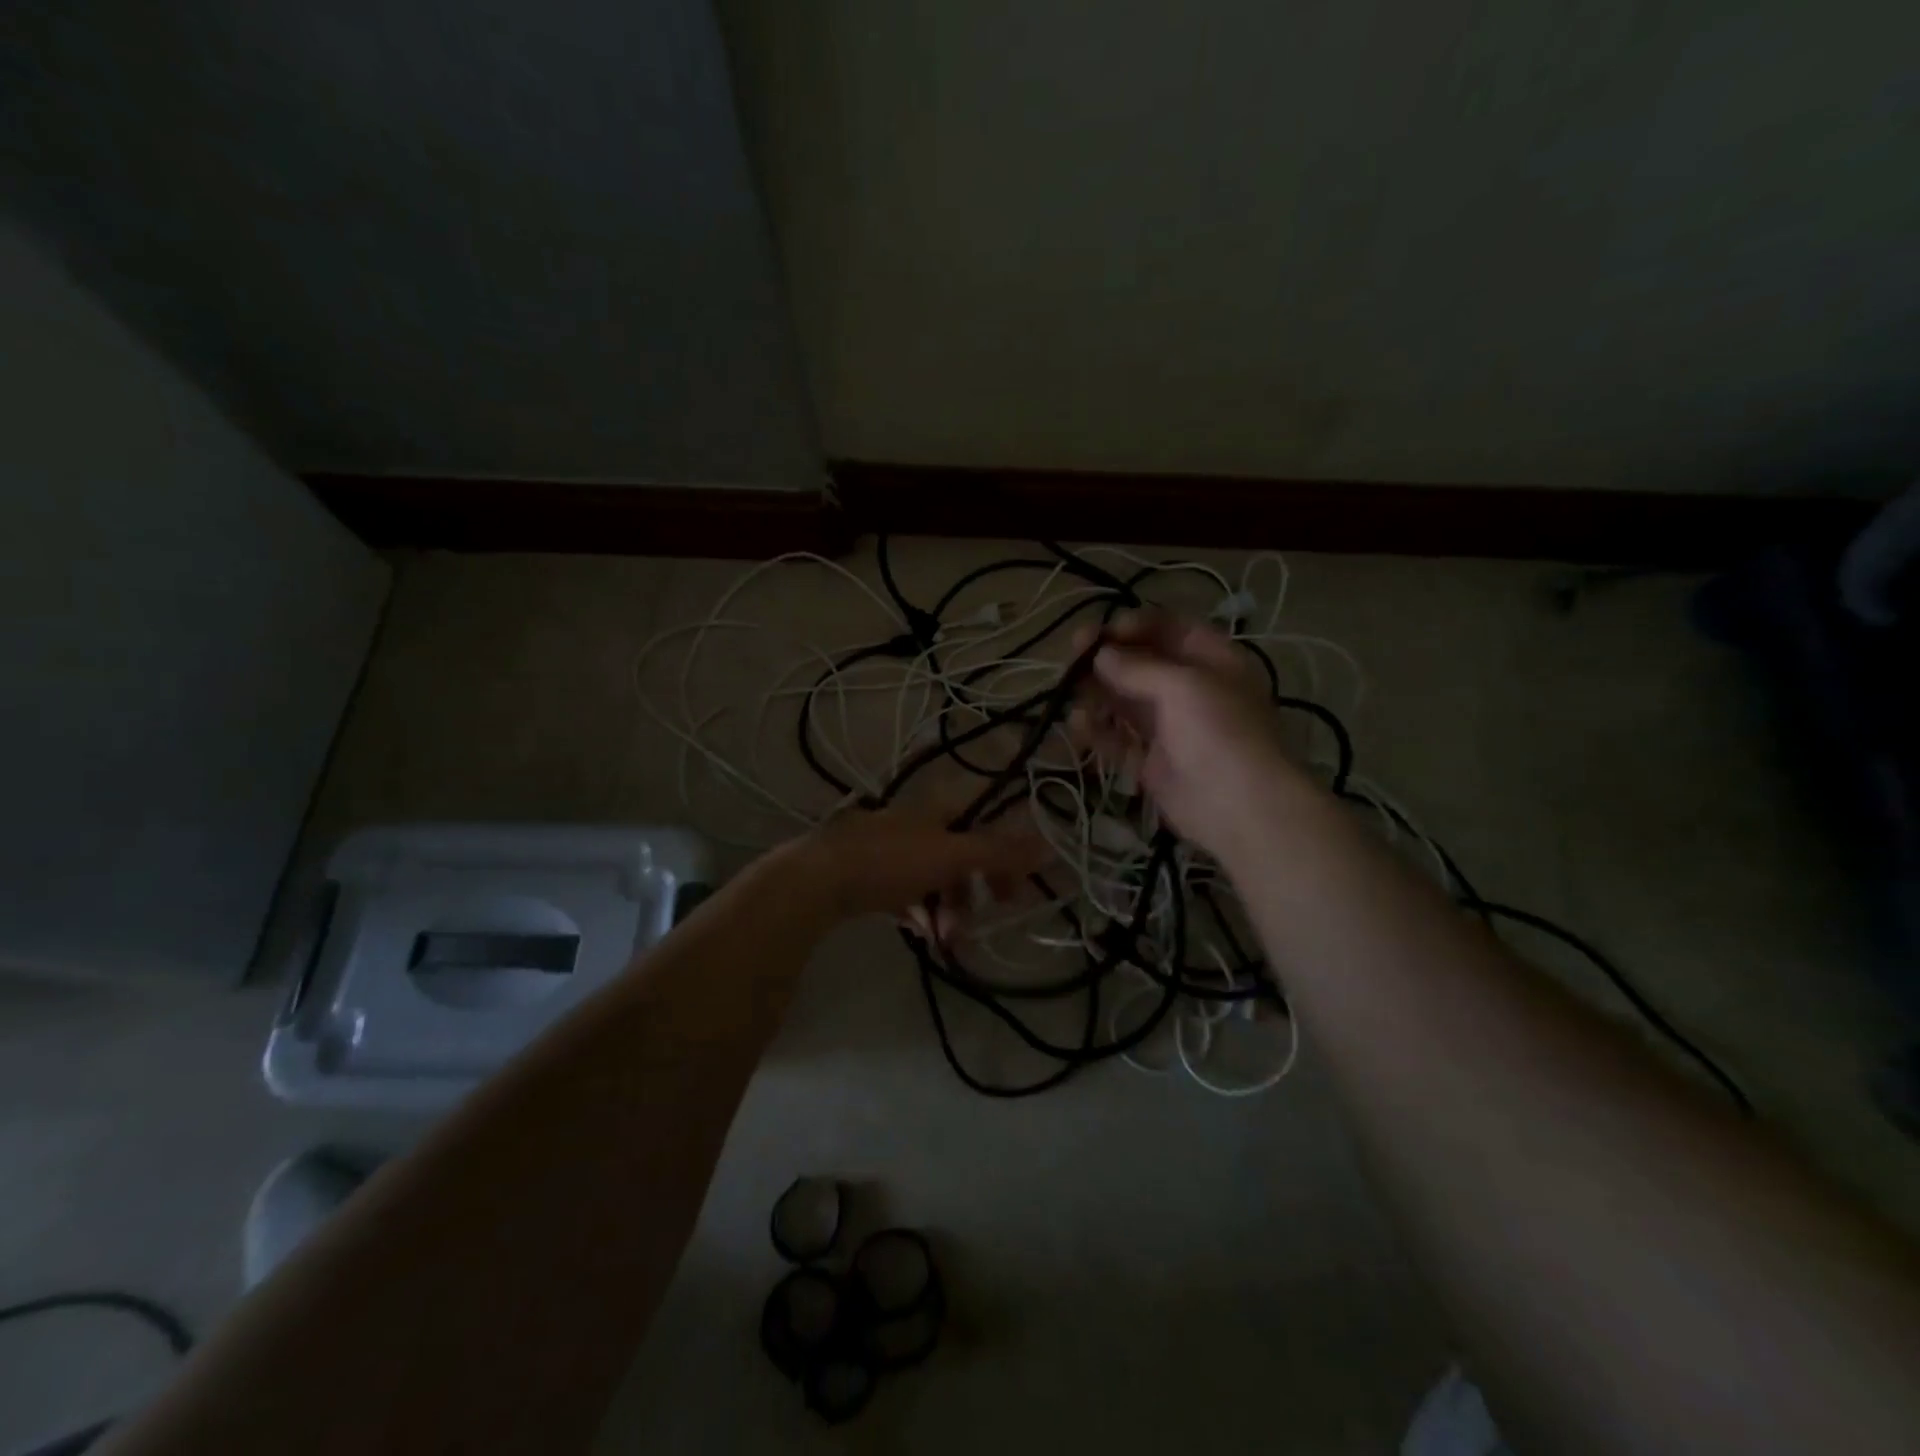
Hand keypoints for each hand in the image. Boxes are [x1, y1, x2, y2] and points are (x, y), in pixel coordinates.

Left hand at [800, 789, 1049, 933]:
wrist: (816, 880)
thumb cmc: (890, 861)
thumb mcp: (951, 856)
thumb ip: (999, 852)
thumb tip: (1050, 844)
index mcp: (937, 808)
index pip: (986, 824)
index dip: (1005, 856)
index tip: (1015, 890)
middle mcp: (915, 821)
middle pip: (960, 853)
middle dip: (974, 890)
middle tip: (983, 920)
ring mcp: (889, 846)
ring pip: (932, 876)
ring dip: (947, 907)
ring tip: (946, 938)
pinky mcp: (867, 871)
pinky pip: (905, 890)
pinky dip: (918, 910)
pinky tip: (921, 932)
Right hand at [1072, 609, 1304, 859]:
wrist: (1239, 808)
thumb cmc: (1219, 732)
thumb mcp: (1183, 686)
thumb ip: (1137, 667)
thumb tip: (1100, 654)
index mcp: (1212, 661)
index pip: (1170, 629)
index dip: (1135, 625)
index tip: (1102, 631)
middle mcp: (1190, 690)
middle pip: (1142, 664)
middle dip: (1107, 658)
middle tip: (1072, 655)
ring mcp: (1170, 727)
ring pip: (1126, 701)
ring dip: (1097, 693)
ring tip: (1069, 691)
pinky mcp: (1151, 762)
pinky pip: (1118, 739)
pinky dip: (1097, 731)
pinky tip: (1077, 725)